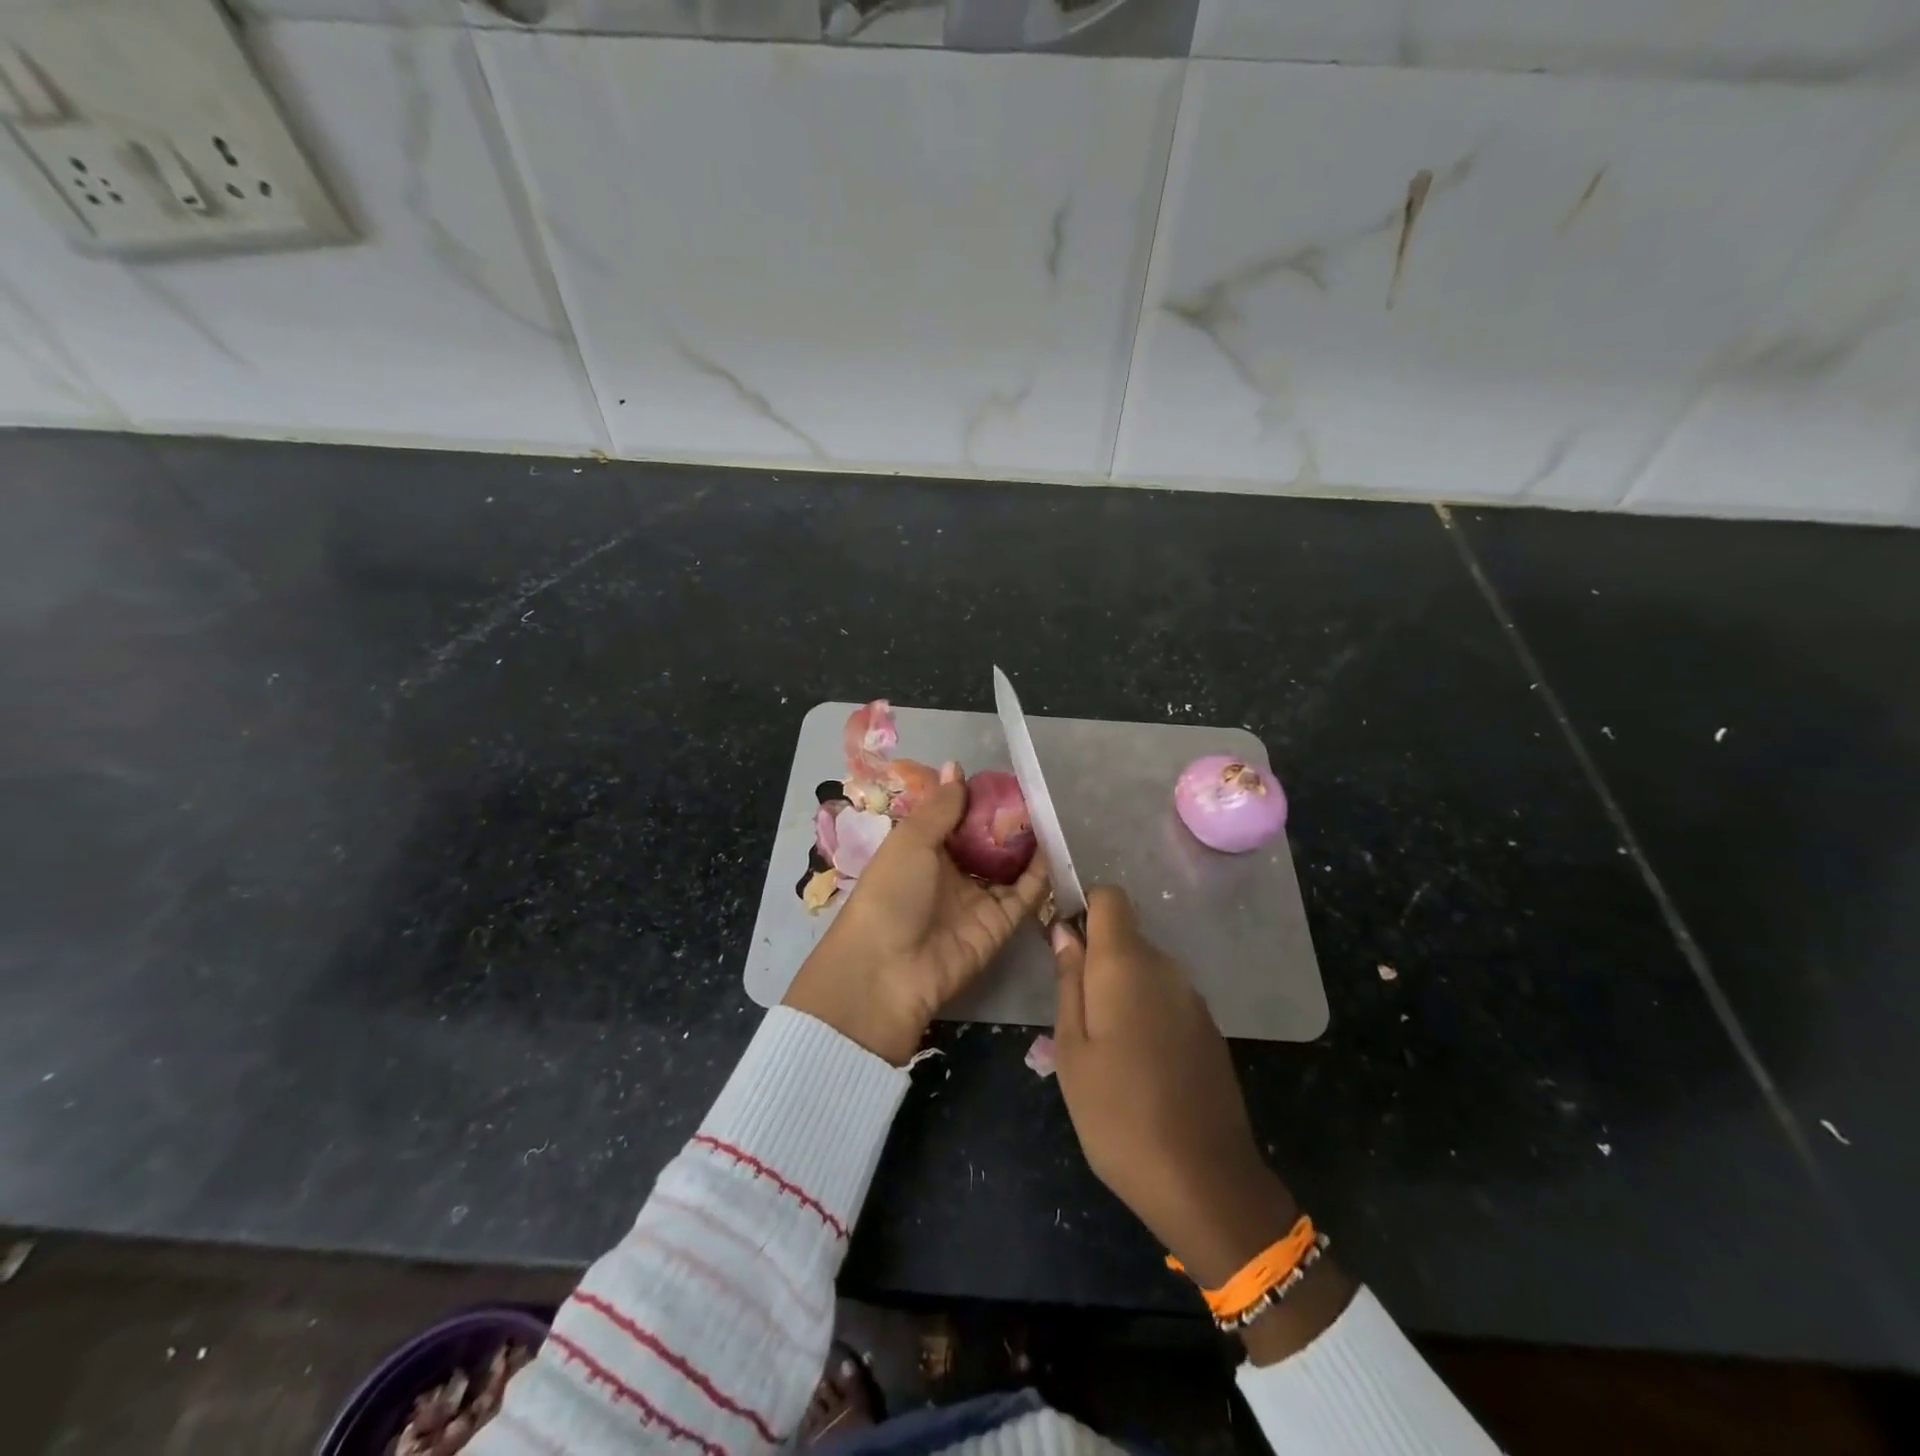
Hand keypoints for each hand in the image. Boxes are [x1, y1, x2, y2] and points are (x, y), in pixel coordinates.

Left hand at [784, 763, 1048, 1064]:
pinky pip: (1025, 895)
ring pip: (1008, 866)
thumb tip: (956, 766)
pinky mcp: (998, 925)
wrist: (887, 972)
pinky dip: (1040, 873)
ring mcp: (976, 900)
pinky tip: (1054, 846)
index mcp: (921, 851)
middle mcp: (950, 874)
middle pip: (984, 842)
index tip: (1002, 776)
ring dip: (1026, 843)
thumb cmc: (891, 893)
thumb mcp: (911, 841)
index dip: (975, 798)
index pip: (954, 818)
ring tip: (1050, 812)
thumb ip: (941, 806)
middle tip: (1034, 792)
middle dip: (1006, 819)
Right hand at [1050, 886, 1293, 1286]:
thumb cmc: (1118, 1114)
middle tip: (1072, 1015)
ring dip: (1120, 990)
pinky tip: (1138, 1066)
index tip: (1063, 944)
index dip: (1083, 907)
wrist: (1205, 1182)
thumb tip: (1064, 932)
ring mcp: (1193, 999)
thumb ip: (1068, 982)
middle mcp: (1166, 968)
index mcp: (1127, 964)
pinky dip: (1145, 1013)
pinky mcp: (1209, 1029)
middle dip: (1096, 959)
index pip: (1110, 897)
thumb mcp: (1072, 1050)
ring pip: (1146, 970)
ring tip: (1102, 1049)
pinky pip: (1167, 999)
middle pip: (1126, 936)